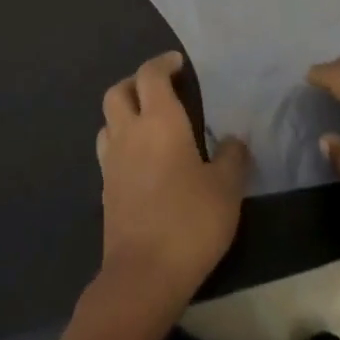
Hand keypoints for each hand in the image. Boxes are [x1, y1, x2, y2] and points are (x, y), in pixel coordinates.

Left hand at [96, 51, 250, 312]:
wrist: (142, 276)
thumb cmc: (189, 222)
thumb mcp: (227, 189)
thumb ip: (232, 158)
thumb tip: (233, 142)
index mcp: (159, 121)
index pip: (151, 75)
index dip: (163, 63)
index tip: (178, 64)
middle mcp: (130, 133)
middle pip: (118, 92)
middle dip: (136, 82)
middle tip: (160, 89)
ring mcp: (112, 162)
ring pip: (108, 121)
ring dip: (124, 113)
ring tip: (149, 124)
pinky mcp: (106, 190)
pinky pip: (109, 151)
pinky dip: (122, 143)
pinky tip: (143, 161)